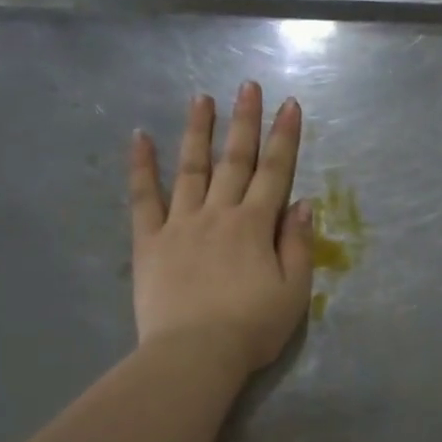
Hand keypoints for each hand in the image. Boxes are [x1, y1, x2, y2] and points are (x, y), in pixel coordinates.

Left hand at [128, 82, 313, 372]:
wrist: (194, 355)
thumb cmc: (251, 329)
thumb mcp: (294, 293)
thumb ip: (298, 245)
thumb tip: (302, 203)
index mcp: (255, 226)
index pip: (274, 171)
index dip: (284, 137)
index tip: (289, 104)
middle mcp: (219, 213)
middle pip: (234, 160)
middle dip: (244, 121)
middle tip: (248, 85)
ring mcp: (180, 224)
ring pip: (191, 168)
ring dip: (197, 131)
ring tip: (201, 98)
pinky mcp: (149, 241)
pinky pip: (144, 198)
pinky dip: (141, 167)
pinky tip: (139, 137)